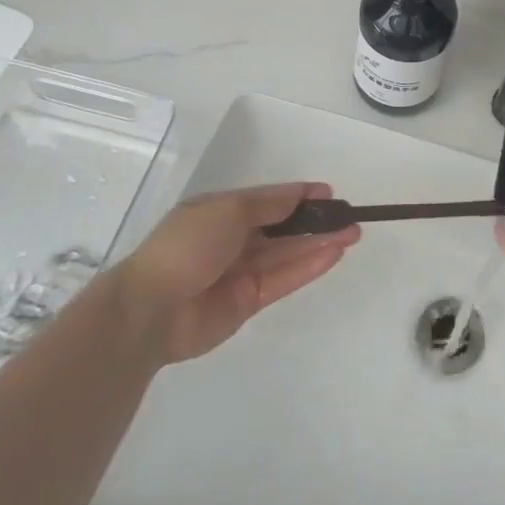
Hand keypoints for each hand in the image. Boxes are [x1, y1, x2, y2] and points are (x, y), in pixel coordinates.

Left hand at [123, 181, 360, 364]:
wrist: (151, 310)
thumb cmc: (187, 246)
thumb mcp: (228, 210)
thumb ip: (269, 204)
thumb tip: (300, 194)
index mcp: (222, 212)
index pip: (270, 200)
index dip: (299, 196)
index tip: (330, 194)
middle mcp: (234, 240)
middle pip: (283, 227)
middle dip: (315, 220)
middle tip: (350, 216)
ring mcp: (242, 272)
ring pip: (288, 253)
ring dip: (319, 242)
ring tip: (353, 233)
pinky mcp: (249, 301)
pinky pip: (284, 279)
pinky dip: (309, 266)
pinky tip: (333, 254)